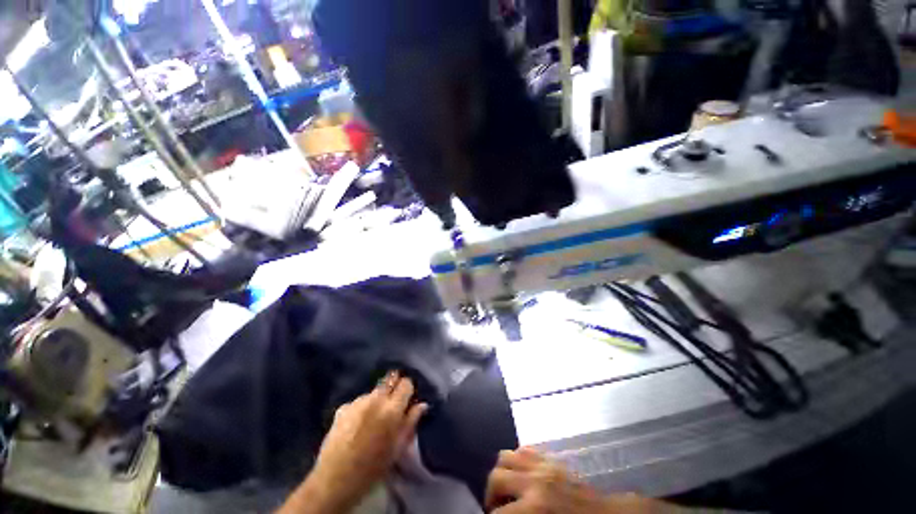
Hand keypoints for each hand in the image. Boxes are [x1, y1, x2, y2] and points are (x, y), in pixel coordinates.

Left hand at [308, 372, 427, 510]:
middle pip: (390, 379)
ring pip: (374, 391)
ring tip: (373, 417)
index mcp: (392, 409)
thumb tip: (422, 405)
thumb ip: (411, 422)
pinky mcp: (343, 408)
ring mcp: (357, 402)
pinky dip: (362, 407)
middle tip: (393, 402)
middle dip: (394, 386)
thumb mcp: (398, 448)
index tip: (407, 399)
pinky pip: (359, 401)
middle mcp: (375, 399)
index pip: (406, 383)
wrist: (335, 480)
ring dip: (377, 398)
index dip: (408, 389)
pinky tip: (358, 424)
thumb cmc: (373, 468)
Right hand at [486, 448, 678, 513]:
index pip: (499, 513)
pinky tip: (522, 476)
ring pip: (506, 456)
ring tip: (507, 492)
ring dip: (501, 474)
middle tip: (498, 511)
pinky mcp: (550, 458)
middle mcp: (534, 479)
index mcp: (535, 507)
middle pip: (496, 477)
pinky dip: (516, 461)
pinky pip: (524, 450)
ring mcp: (543, 464)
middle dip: (491, 497)